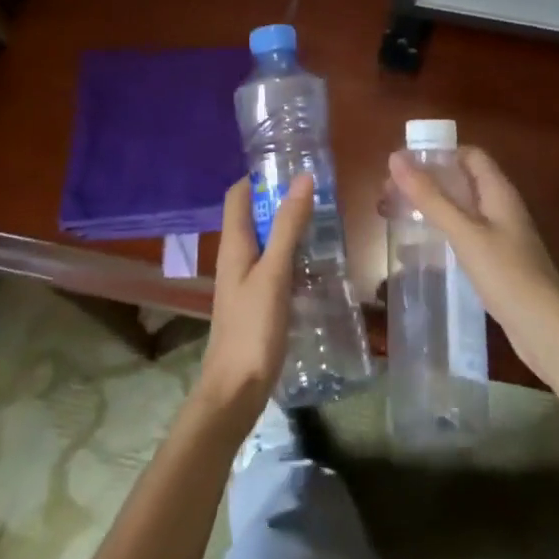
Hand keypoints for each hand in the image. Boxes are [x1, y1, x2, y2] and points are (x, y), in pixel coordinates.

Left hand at [195, 173, 311, 427]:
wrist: (235, 391)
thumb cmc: (252, 328)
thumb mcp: (274, 273)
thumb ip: (288, 226)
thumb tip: (302, 178)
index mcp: (234, 243)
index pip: (238, 194)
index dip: (260, 177)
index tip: (292, 168)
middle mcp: (236, 256)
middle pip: (254, 215)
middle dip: (282, 201)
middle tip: (320, 195)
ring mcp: (245, 280)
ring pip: (267, 241)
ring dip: (290, 228)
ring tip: (325, 223)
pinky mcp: (257, 301)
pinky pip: (275, 265)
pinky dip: (293, 256)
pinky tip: (317, 265)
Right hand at [388, 147, 558, 384]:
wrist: (547, 331)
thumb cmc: (507, 274)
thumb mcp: (464, 232)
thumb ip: (430, 197)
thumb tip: (395, 157)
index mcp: (498, 191)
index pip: (469, 155)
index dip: (438, 154)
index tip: (404, 164)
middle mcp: (501, 208)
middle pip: (461, 181)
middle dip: (426, 183)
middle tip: (389, 193)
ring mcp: (500, 236)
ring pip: (460, 210)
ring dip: (429, 209)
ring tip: (394, 217)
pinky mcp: (496, 262)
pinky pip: (463, 237)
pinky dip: (440, 236)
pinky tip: (416, 253)